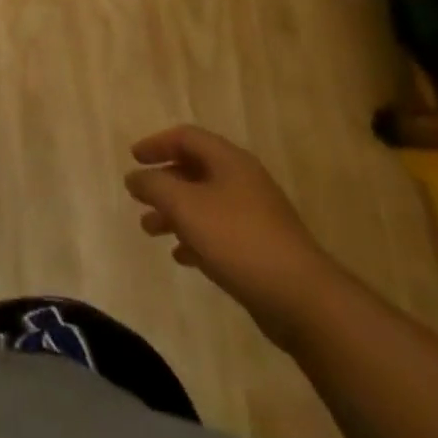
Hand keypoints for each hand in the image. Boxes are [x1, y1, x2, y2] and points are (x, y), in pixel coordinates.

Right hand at [125, 126, 344, 348]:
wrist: (303, 300)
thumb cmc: (238, 240)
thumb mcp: (185, 206)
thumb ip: (154, 186)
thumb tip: (134, 177)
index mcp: (230, 161)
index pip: (187, 137)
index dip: (157, 144)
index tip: (133, 159)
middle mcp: (244, 182)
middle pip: (195, 170)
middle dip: (163, 183)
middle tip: (139, 197)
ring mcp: (256, 216)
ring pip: (205, 203)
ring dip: (175, 213)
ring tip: (150, 230)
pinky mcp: (261, 249)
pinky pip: (219, 233)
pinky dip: (195, 238)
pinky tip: (181, 256)